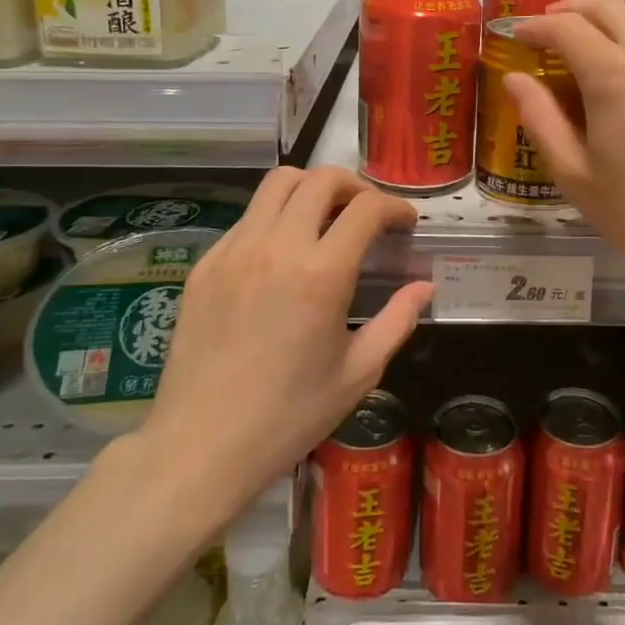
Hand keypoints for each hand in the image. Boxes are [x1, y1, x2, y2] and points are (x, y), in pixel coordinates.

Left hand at [136, 167, 431, 518]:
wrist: (200, 446)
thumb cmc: (288, 416)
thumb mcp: (357, 374)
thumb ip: (397, 321)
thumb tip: (423, 288)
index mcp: (321, 274)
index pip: (366, 208)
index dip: (394, 207)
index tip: (404, 224)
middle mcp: (277, 246)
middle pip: (320, 178)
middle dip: (355, 186)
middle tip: (368, 213)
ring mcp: (235, 250)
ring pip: (277, 183)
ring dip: (311, 189)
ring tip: (325, 218)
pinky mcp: (206, 263)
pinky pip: (248, 217)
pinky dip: (275, 217)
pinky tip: (282, 255)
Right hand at [506, 0, 624, 308]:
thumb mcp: (577, 176)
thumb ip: (541, 120)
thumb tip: (515, 79)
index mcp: (615, 76)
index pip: (566, 27)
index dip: (536, 25)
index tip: (517, 32)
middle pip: (610, 9)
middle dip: (573, 10)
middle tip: (550, 24)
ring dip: (611, 31)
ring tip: (593, 60)